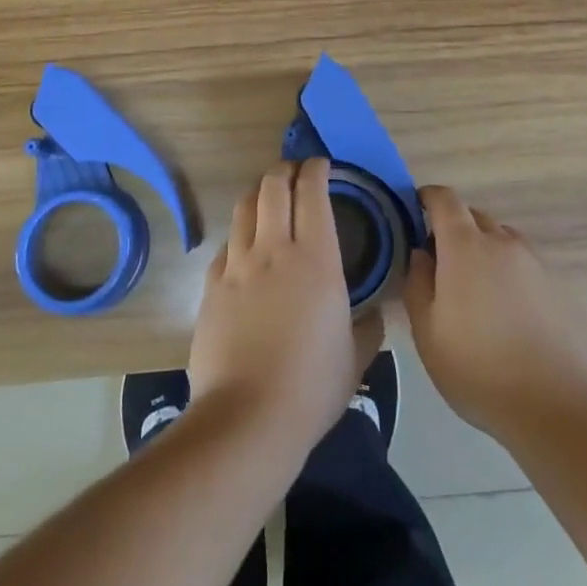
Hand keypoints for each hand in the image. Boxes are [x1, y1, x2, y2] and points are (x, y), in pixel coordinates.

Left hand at [188, 159, 357, 461]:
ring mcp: (238, 264)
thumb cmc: (311, 388)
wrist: (247, 419)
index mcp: (315, 258)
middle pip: (273, 185)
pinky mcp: (212, 284)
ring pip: (245, 205)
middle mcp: (274, 248)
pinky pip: (227, 244)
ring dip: (259, 192)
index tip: (323, 166)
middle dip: (286, 170)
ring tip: (269, 198)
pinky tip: (246, 248)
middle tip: (296, 175)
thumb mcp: (356, 358)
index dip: (316, 170)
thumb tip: (374, 311)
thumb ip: (369, 325)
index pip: (312, 192)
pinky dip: (240, 233)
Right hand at [404, 185, 586, 441]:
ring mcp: (538, 264)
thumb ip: (417, 283)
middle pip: (475, 218)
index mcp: (466, 247)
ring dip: (488, 255)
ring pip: (505, 243)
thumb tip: (421, 254)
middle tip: (444, 267)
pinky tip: (515, 320)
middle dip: (456, 231)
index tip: (417, 212)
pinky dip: (515, 280)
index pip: (445, 199)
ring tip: (482, 296)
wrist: (560, 410)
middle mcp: (504, 243)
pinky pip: (530, 270)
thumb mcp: (428, 333)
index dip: (428, 198)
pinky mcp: (564, 289)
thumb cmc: (480, 371)